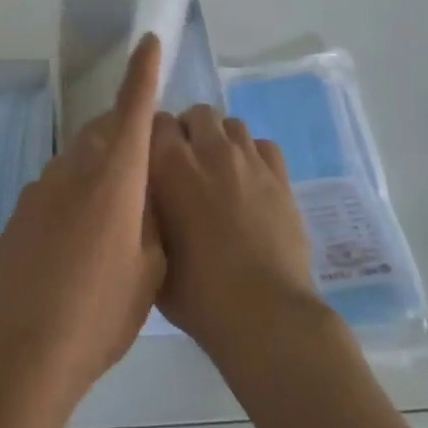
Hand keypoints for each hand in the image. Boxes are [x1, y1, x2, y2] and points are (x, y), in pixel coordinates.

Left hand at [0, 36, 165, 403]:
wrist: (18, 351)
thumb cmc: (99, 315)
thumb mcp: (149, 271)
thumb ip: (151, 220)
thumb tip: (143, 195)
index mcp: (115, 177)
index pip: (133, 108)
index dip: (143, 72)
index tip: (148, 40)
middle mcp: (74, 169)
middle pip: (104, 132)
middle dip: (127, 136)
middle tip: (146, 172)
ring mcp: (40, 188)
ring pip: (79, 160)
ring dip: (100, 171)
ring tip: (115, 220)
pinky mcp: (19, 212)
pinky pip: (57, 187)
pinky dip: (75, 196)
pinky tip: (78, 245)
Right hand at [149, 106, 324, 366]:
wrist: (263, 314)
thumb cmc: (197, 293)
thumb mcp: (152, 251)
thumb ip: (147, 212)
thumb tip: (148, 196)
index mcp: (169, 165)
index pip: (156, 120)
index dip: (153, 137)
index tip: (153, 160)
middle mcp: (209, 150)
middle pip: (197, 113)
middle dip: (190, 132)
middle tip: (187, 166)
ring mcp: (249, 160)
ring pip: (232, 124)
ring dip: (221, 140)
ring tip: (219, 172)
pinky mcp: (281, 176)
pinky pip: (263, 145)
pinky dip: (253, 155)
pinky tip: (250, 182)